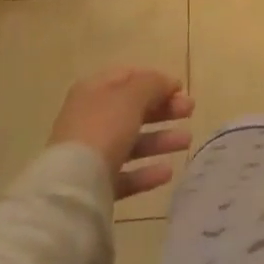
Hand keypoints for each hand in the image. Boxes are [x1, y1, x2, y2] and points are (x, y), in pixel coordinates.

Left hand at [48, 68, 193, 201]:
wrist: (73, 186)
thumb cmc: (104, 128)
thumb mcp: (133, 96)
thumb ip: (154, 84)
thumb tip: (168, 83)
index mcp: (94, 90)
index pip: (128, 77)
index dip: (156, 80)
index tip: (180, 89)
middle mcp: (90, 118)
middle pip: (132, 109)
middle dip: (163, 109)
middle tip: (190, 111)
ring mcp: (90, 153)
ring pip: (132, 141)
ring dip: (161, 139)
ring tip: (186, 142)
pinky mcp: (94, 184)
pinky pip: (125, 174)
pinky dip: (147, 171)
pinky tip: (167, 172)